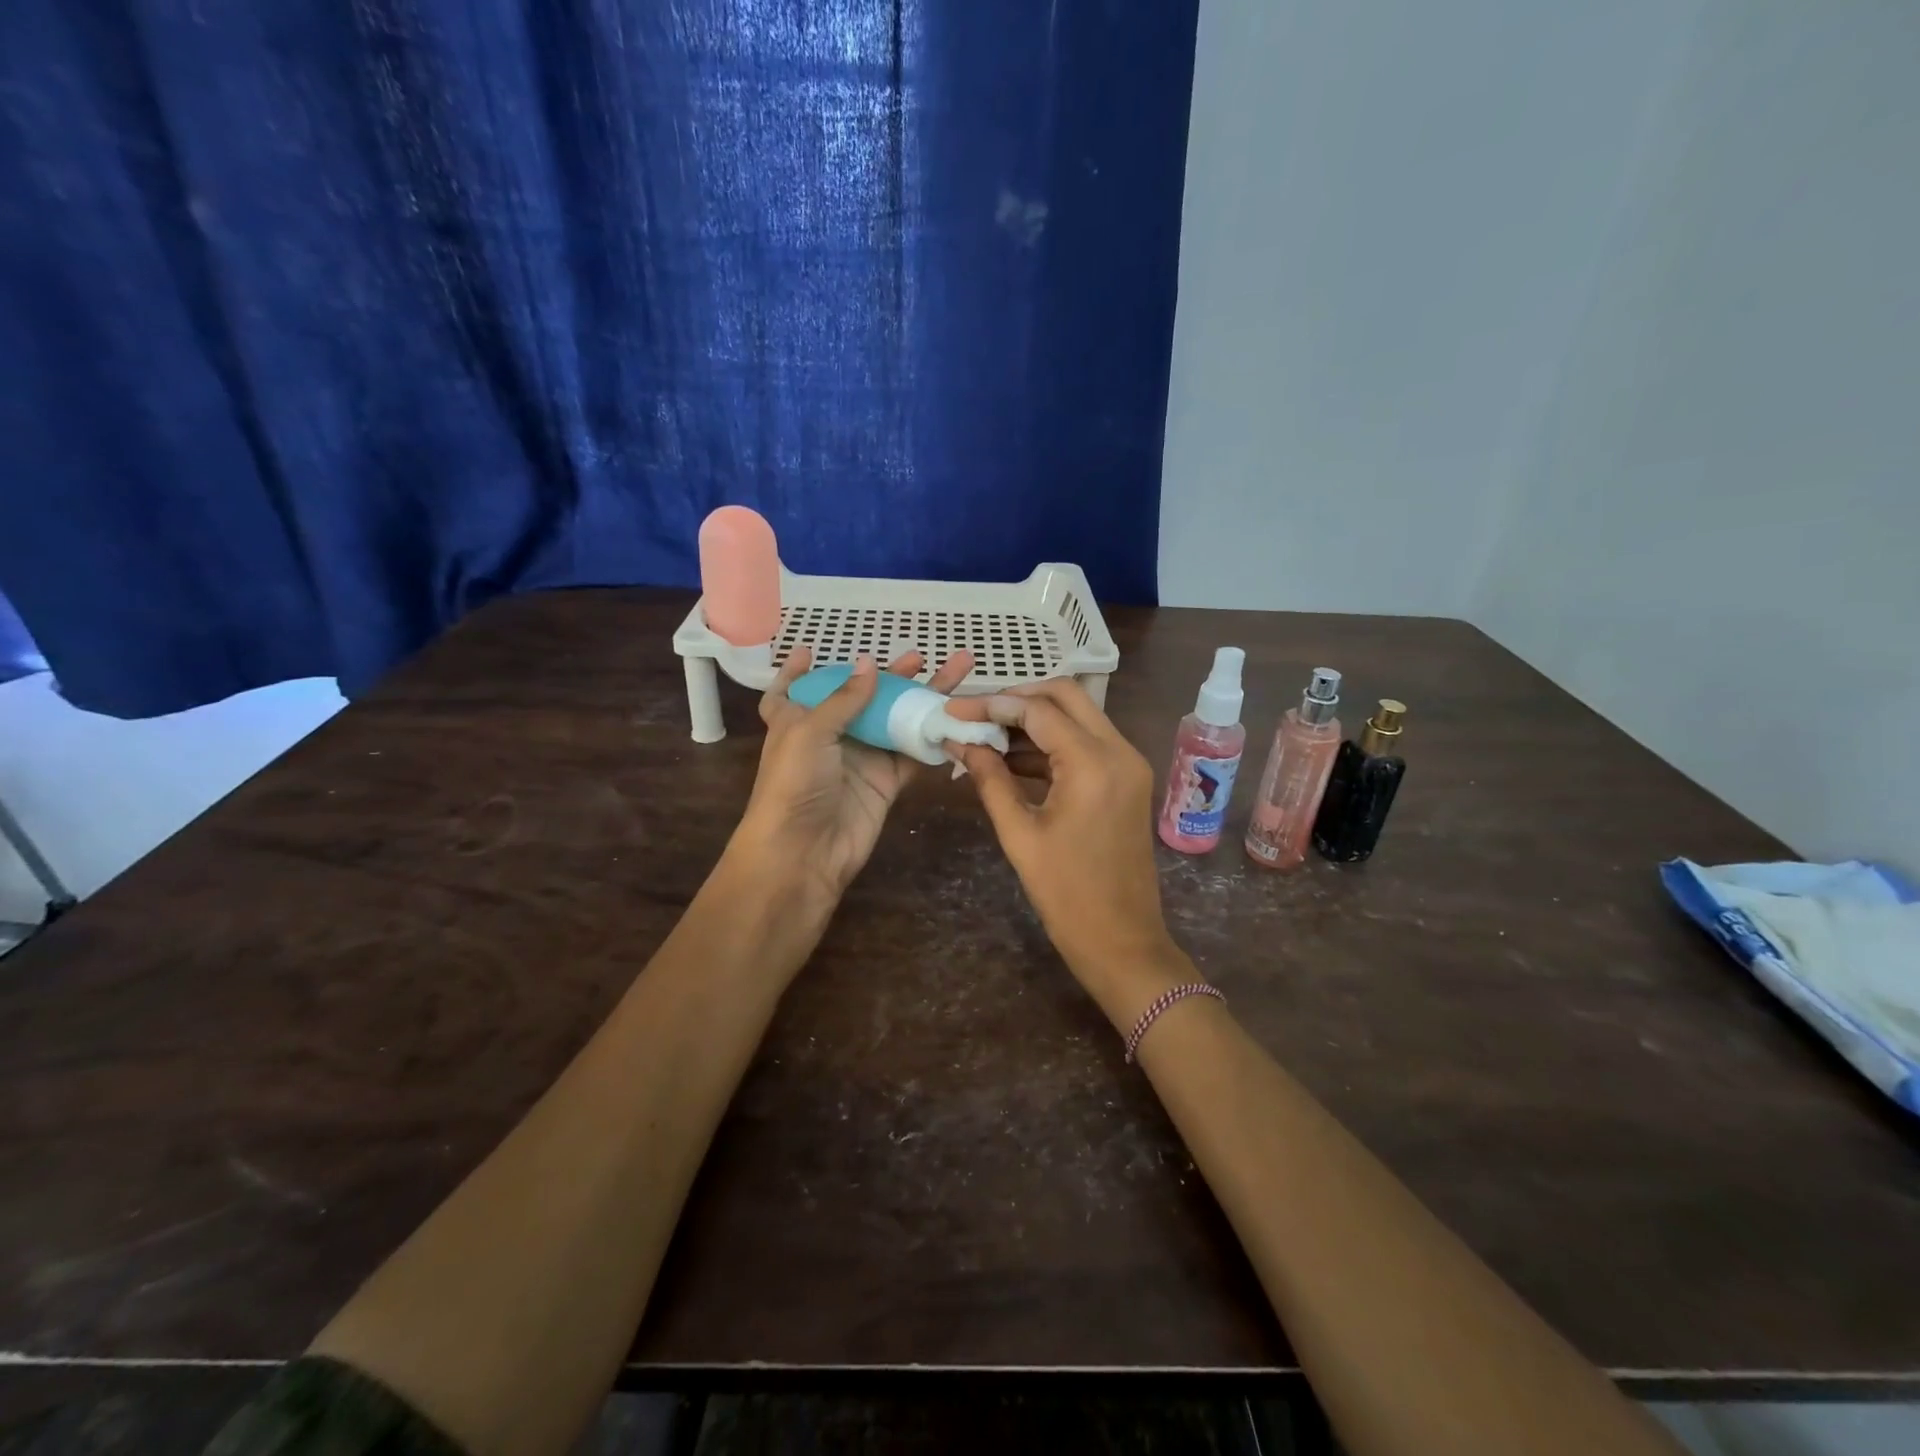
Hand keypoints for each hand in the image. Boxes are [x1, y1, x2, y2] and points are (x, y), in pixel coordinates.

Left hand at [737, 644, 974, 902]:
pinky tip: (956, 715)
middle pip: (861, 698)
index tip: (809, 651)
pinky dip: (933, 736)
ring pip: (896, 720)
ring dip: (921, 698)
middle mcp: (829, 736)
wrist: (805, 851)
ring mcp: (862, 758)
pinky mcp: (886, 781)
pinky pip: (913, 752)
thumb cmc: (794, 784)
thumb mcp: (809, 731)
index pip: (791, 691)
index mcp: (797, 720)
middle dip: (889, 676)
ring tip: (955, 672)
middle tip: (919, 656)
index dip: (797, 672)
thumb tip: (871, 663)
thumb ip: (845, 699)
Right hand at [954, 680, 1187, 1027]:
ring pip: (1079, 715)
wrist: (1122, 940)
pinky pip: (1087, 742)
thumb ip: (989, 779)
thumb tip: (960, 742)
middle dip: (1018, 698)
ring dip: (1035, 719)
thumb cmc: (1066, 894)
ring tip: (986, 736)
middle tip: (976, 714)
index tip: (954, 710)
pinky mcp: (1128, 779)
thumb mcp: (1019, 834)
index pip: (1038, 710)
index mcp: (1093, 763)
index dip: (992, 705)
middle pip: (1066, 695)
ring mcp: (1129, 763)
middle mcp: (1119, 750)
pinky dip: (1052, 742)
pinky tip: (1013, 759)